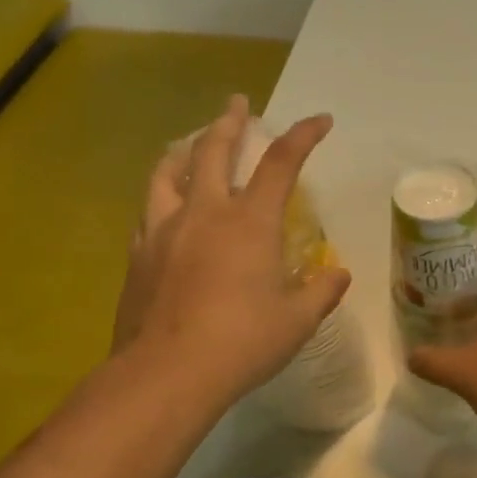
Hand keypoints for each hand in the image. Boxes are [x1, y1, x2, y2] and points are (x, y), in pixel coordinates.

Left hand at [113, 96, 350, 408]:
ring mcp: (163, 231)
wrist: (167, 374)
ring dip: (184, 150)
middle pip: (213, 150)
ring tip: (190, 143)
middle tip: (237, 103)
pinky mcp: (138, 255)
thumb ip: (321, 292)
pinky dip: (162, 195)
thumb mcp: (297, 321)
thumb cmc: (243, 344)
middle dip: (230, 121)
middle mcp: (204, 213)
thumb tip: (338, 275)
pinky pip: (149, 210)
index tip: (321, 120)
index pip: (280, 164)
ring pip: (168, 172)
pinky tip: (165, 206)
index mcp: (249, 223)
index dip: (303, 136)